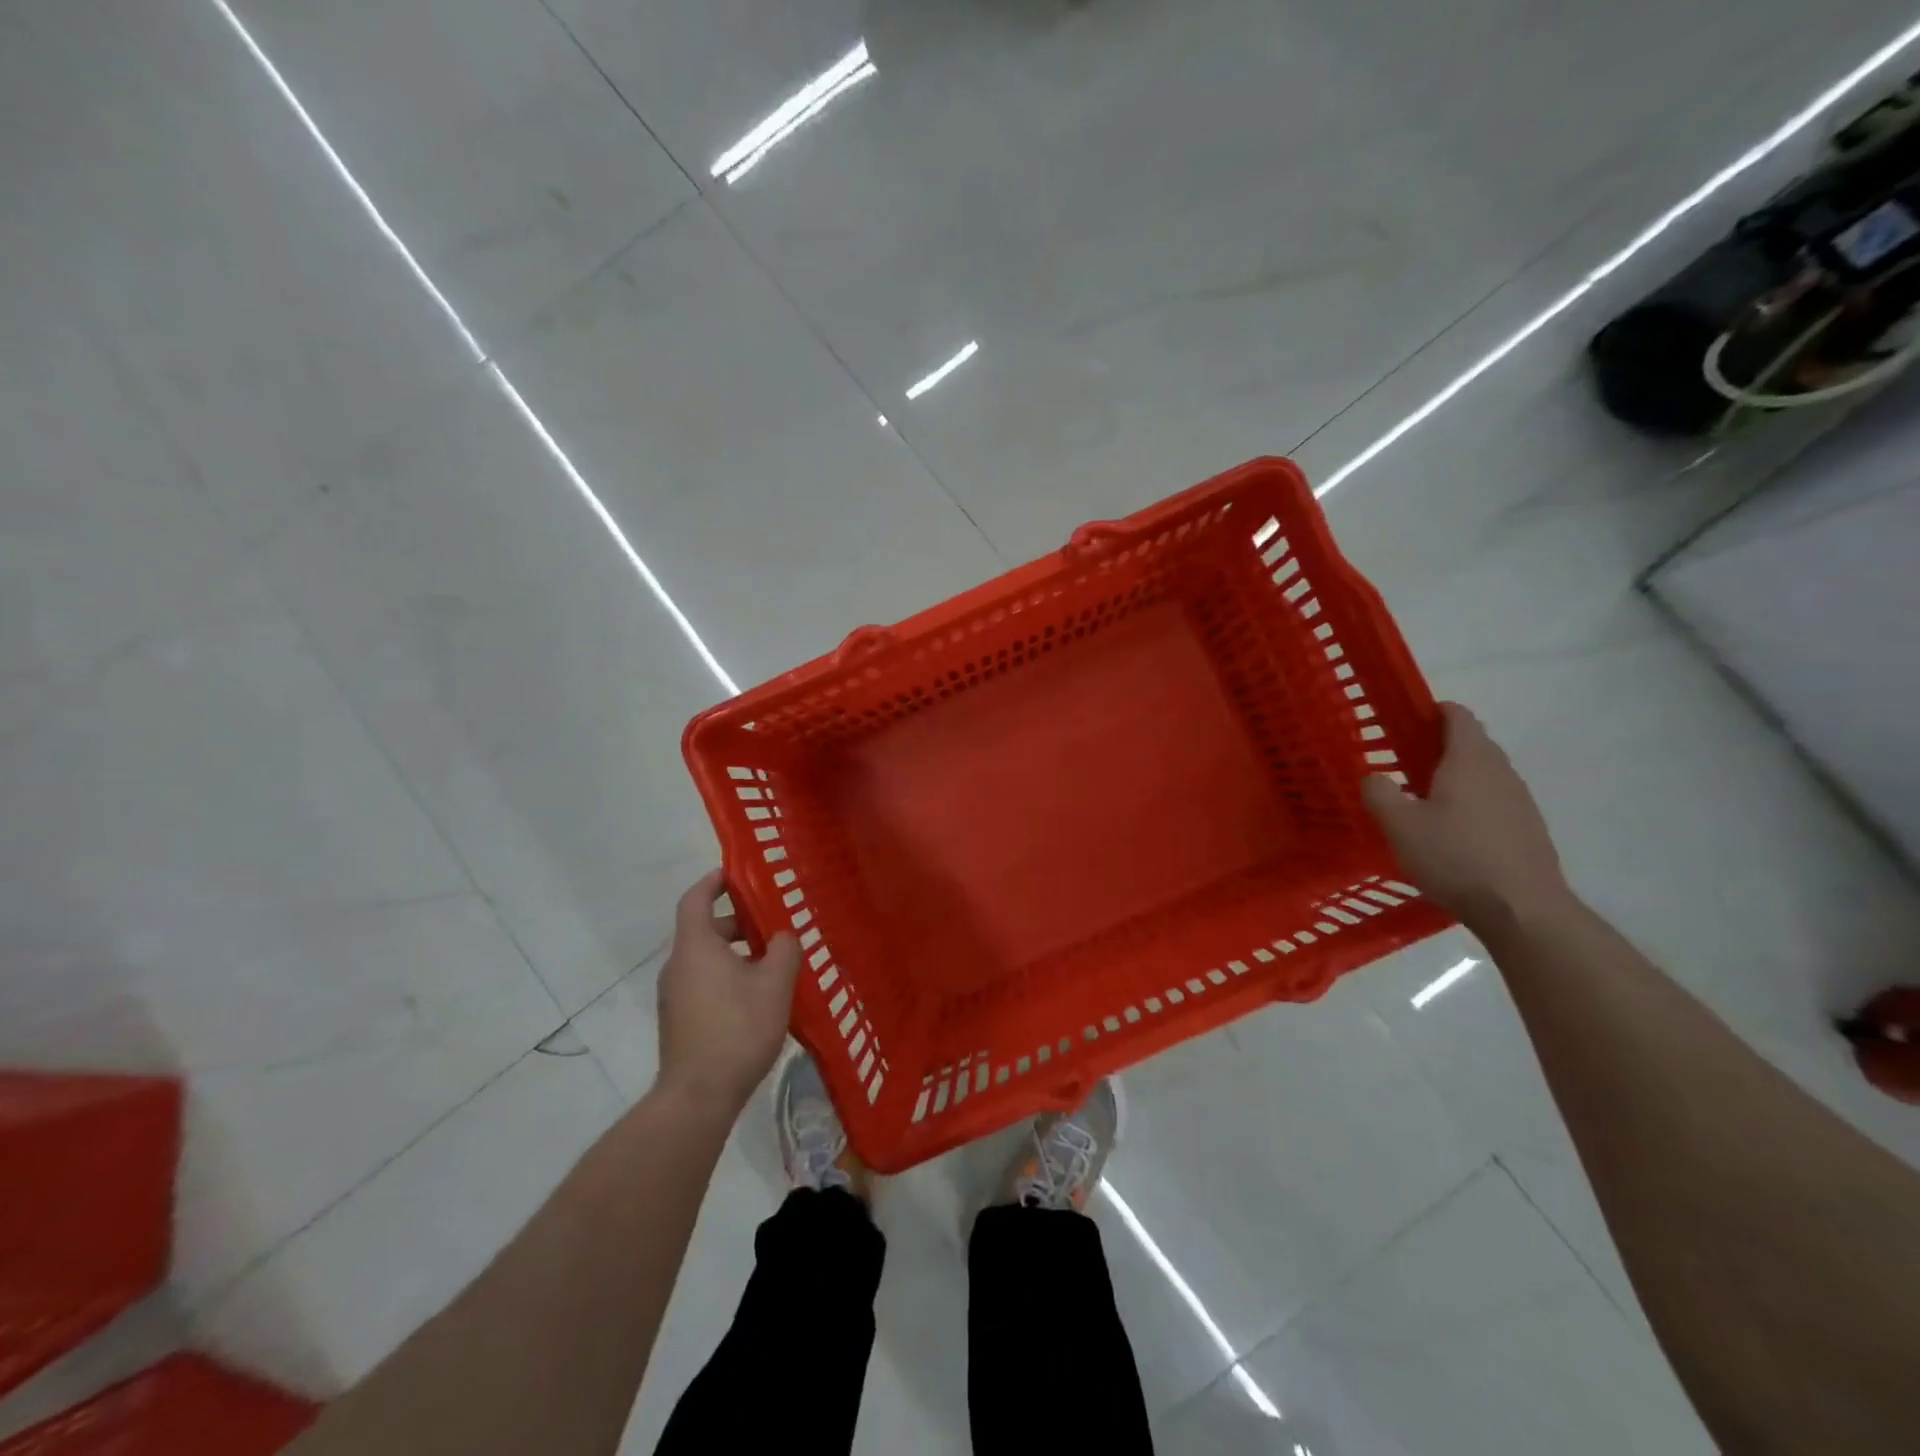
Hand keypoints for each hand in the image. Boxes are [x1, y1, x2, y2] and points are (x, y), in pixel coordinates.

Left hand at [655, 870, 800, 1115]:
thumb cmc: (737, 1029)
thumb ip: (784, 950)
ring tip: (773, 962)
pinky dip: (727, 975)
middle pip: (706, 929)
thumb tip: (783, 936)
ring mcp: (674, 995)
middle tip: (774, 923)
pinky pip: (704, 982)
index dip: (715, 881)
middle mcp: (678, 965)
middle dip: (739, 922)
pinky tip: (758, 997)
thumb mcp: (775, 984)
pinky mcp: (679, 1020)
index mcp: (696, 946)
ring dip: (737, 952)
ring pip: (706, 958)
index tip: (738, 873)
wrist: (697, 1097)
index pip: (696, 898)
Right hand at [1361, 702, 1572, 930]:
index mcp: (1469, 760)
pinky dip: (1470, 803)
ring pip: (1483, 774)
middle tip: (1402, 762)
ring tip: (1422, 799)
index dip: (1432, 711)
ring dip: (1455, 777)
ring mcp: (1519, 800)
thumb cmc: (1454, 857)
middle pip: (1472, 743)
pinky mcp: (1527, 829)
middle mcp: (1500, 771)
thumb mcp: (1399, 825)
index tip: (1405, 720)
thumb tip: (1375, 777)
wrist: (1522, 910)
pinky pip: (1493, 801)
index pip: (1458, 716)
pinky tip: (1450, 832)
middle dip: (1438, 745)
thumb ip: (1379, 793)